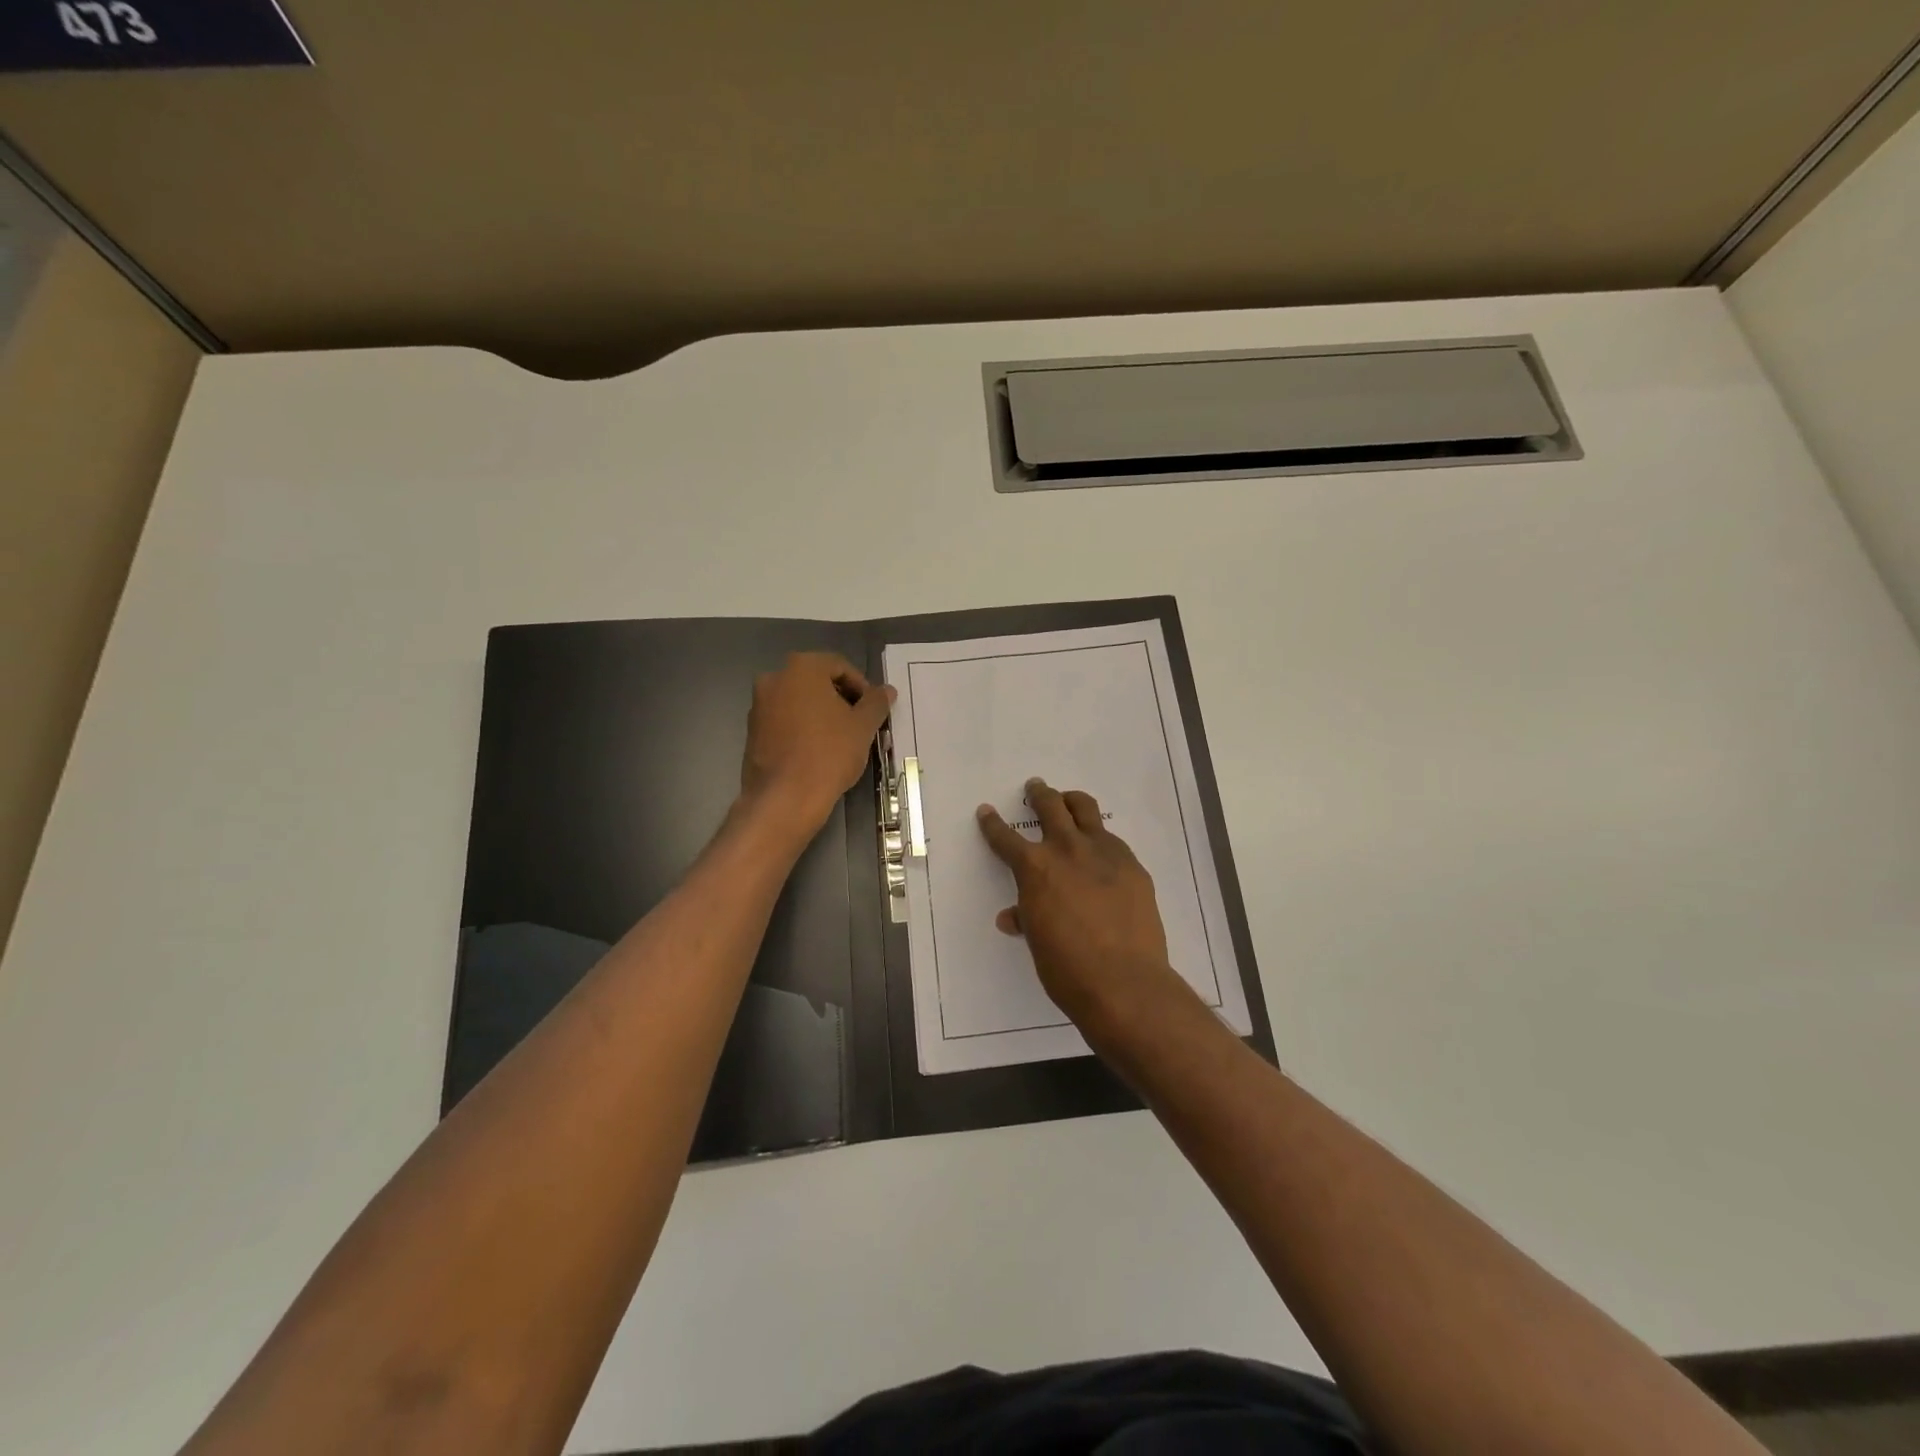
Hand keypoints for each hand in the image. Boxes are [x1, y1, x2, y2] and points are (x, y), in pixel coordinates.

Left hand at [740, 653, 893, 838]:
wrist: (785, 798)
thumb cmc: (829, 753)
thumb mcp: (863, 726)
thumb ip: (876, 702)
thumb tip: (887, 690)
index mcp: (801, 668)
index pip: (840, 667)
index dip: (862, 688)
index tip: (873, 711)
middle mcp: (774, 678)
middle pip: (817, 682)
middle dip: (841, 700)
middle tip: (860, 724)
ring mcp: (759, 705)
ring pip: (799, 702)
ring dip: (822, 715)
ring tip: (841, 740)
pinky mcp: (752, 732)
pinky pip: (784, 721)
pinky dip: (803, 729)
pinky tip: (818, 752)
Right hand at [976, 778, 1200, 1044]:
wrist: (1124, 982)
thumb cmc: (1068, 968)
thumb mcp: (1038, 941)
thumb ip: (1027, 918)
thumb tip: (1013, 916)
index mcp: (1035, 868)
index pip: (1006, 838)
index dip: (993, 824)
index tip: (987, 811)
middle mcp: (1067, 849)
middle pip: (1050, 806)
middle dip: (1039, 793)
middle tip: (1035, 787)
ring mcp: (1104, 853)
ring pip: (1085, 809)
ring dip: (1072, 801)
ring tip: (1068, 800)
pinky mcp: (1132, 865)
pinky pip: (1112, 840)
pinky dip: (1100, 839)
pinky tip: (1101, 852)